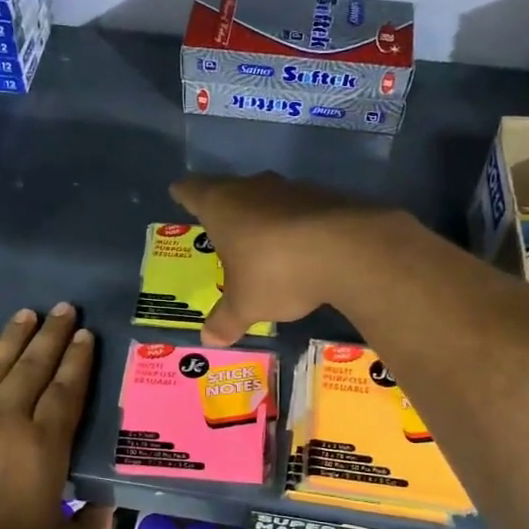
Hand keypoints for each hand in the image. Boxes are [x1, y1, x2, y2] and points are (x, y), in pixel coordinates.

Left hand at [0, 304, 113, 528]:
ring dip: (14, 337)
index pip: (66, 389)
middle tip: (64, 308)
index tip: (86, 335)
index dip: (78, 359)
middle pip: (34, 366)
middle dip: (52, 334)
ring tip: (27, 314)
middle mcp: (6, 417)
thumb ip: (92, 525)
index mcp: (43, 443)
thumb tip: (108, 506)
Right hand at [169, 172, 407, 345]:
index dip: (184, 195)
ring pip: (268, 198)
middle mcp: (253, 187)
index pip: (192, 190)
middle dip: (227, 210)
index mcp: (221, 205)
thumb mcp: (245, 305)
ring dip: (264, 218)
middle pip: (230, 191)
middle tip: (222, 231)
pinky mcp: (326, 197)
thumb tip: (208, 340)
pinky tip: (302, 251)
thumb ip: (225, 320)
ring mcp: (292, 189)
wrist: (348, 250)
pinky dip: (297, 227)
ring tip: (263, 245)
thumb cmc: (276, 272)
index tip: (180, 195)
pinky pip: (301, 211)